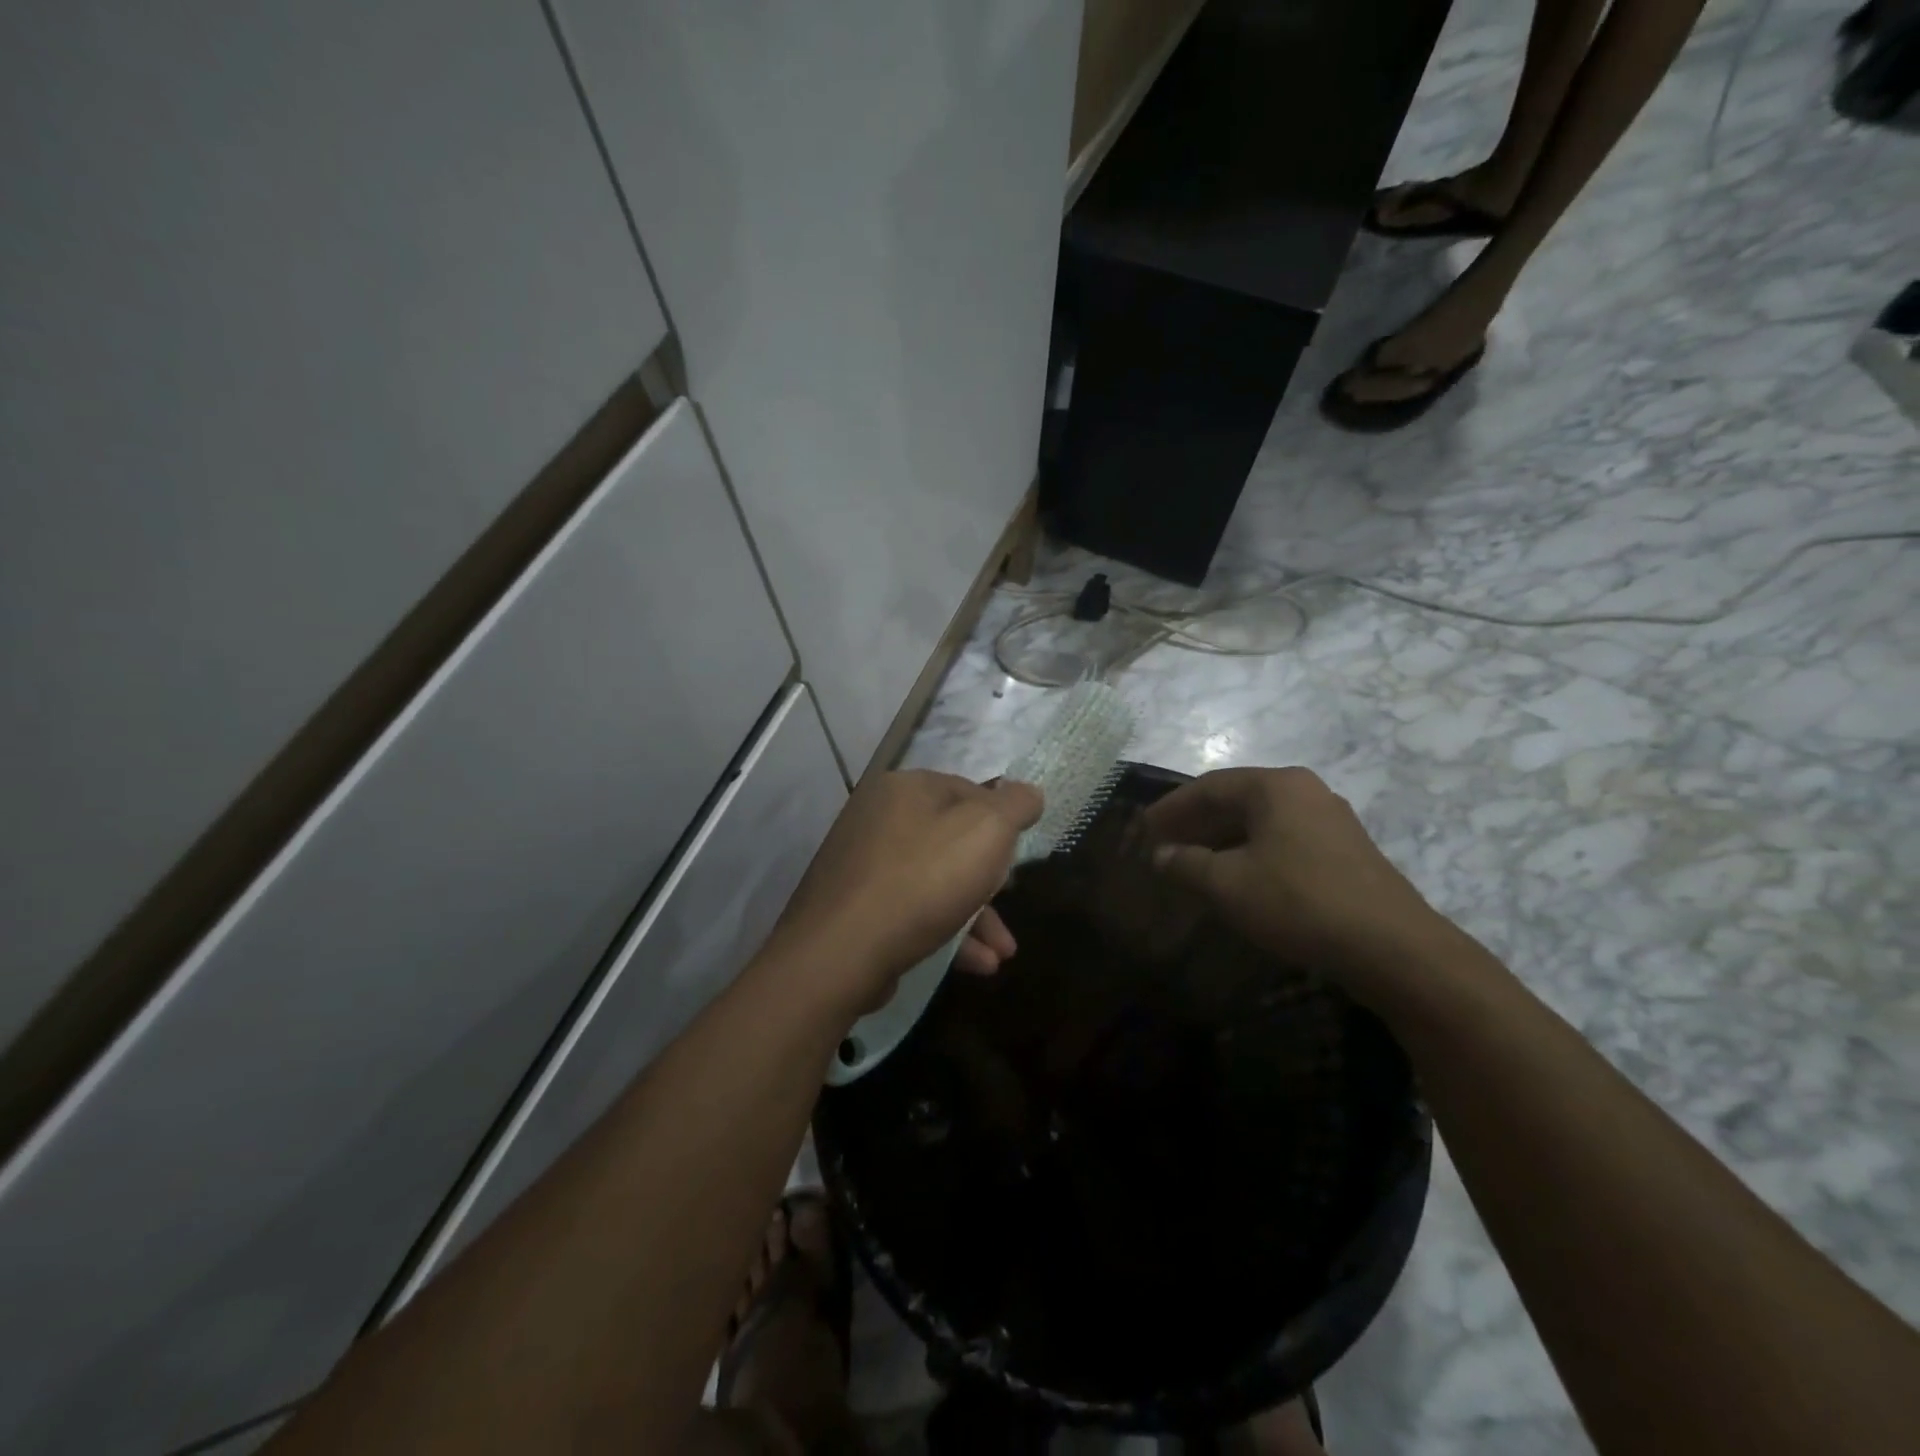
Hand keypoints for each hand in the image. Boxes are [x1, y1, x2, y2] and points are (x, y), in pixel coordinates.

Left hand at [768, 770, 1041, 1014]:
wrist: (840, 952)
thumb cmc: (923, 880)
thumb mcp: (987, 832)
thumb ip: (1015, 806)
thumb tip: (1029, 791)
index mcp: (905, 788)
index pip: (967, 790)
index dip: (1000, 821)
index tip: (1017, 856)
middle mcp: (878, 817)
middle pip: (951, 839)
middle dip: (990, 879)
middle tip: (1010, 901)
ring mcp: (861, 864)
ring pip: (934, 881)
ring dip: (975, 916)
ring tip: (1002, 953)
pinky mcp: (853, 908)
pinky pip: (910, 910)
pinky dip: (945, 932)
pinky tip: (975, 965)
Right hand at [1143, 767, 1457, 1007]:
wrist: (1392, 948)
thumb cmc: (1298, 902)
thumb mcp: (1228, 884)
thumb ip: (1187, 864)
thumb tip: (1160, 854)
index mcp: (1276, 786)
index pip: (1209, 786)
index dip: (1172, 807)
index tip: (1143, 828)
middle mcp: (1305, 791)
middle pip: (1237, 799)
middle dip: (1196, 823)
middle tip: (1163, 844)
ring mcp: (1330, 820)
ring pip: (1261, 822)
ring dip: (1222, 840)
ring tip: (1193, 863)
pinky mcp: (1345, 851)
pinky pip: (1283, 839)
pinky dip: (1251, 852)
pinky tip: (1238, 878)